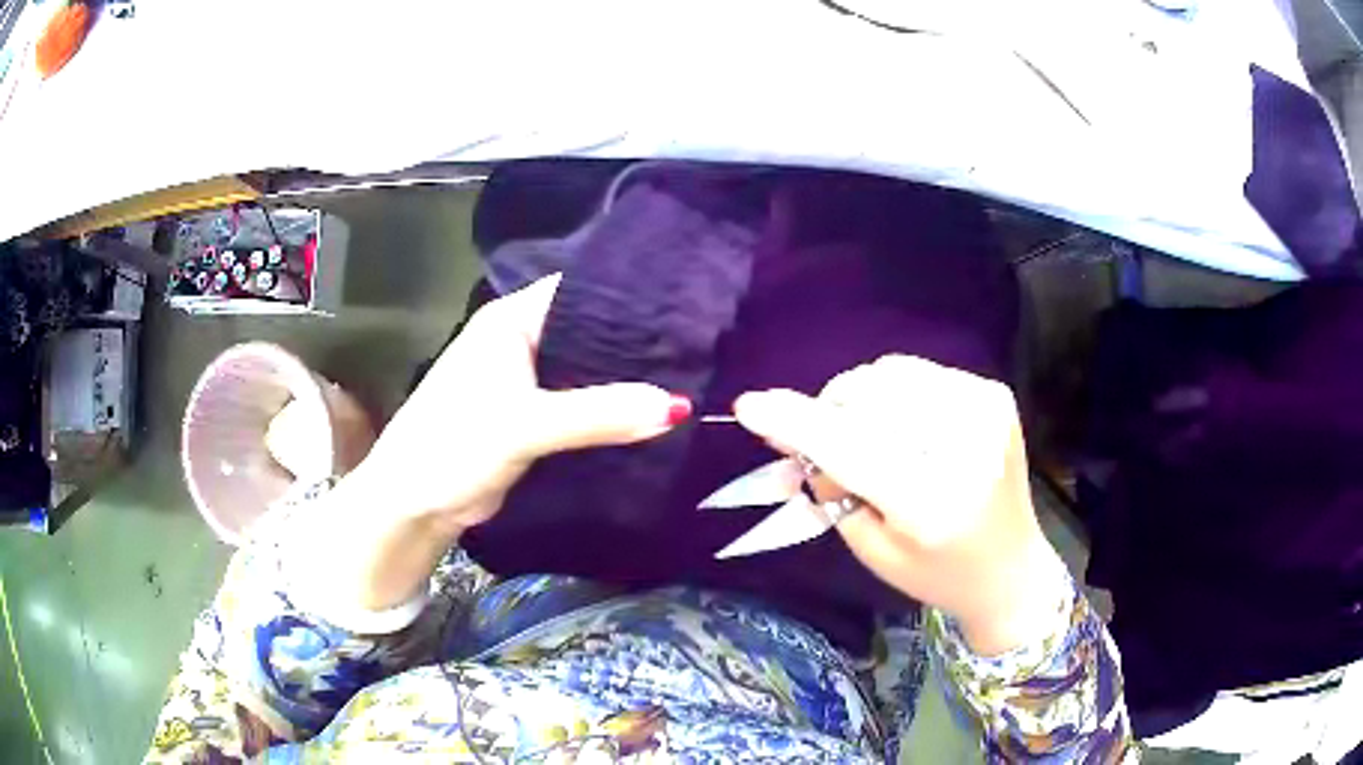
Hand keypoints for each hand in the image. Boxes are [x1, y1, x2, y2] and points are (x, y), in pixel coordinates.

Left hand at [359, 273, 686, 533]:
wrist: (414, 504)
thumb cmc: (453, 445)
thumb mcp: (524, 425)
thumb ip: (597, 414)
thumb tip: (676, 406)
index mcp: (512, 320)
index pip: (582, 290)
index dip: (631, 295)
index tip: (687, 305)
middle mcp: (523, 342)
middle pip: (591, 332)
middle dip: (638, 342)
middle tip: (700, 346)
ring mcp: (528, 382)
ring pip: (589, 372)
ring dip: (626, 381)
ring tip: (691, 376)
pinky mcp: (534, 419)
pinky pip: (583, 407)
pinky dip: (611, 412)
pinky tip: (653, 414)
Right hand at [733, 355, 1068, 654]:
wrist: (1010, 568)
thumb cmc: (934, 572)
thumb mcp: (870, 546)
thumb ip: (828, 485)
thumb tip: (786, 430)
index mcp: (933, 504)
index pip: (851, 449)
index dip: (796, 423)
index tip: (748, 406)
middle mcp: (966, 447)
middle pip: (868, 397)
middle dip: (829, 414)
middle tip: (827, 450)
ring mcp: (985, 411)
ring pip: (888, 373)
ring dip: (859, 399)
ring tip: (868, 437)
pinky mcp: (993, 394)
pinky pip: (916, 372)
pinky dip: (893, 394)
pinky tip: (904, 428)